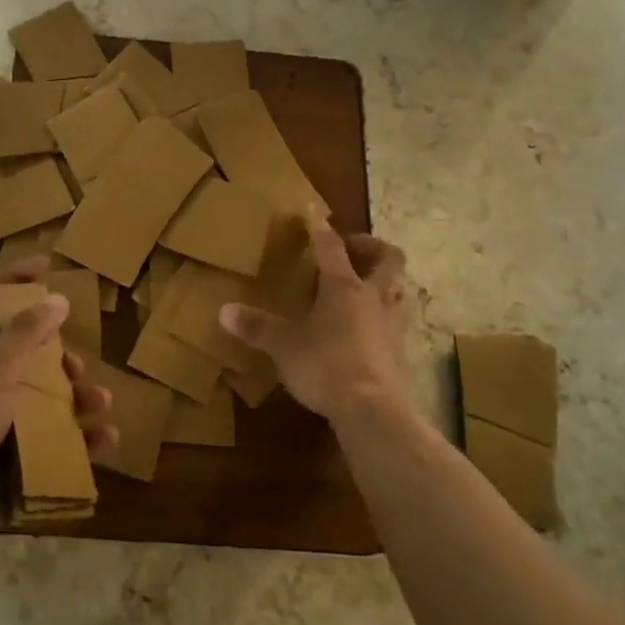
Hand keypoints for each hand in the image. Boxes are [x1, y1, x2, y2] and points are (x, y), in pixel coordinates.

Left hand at [0, 258, 117, 549]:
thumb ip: (25, 335)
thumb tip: (56, 298)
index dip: (12, 279)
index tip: (46, 266)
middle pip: (22, 355)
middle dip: (57, 357)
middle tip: (78, 366)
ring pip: (41, 399)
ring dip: (74, 399)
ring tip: (100, 404)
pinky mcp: (4, 458)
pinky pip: (47, 440)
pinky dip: (76, 439)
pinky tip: (104, 441)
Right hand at [219, 217, 411, 423]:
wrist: (373, 412)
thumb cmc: (326, 366)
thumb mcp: (284, 346)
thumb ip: (257, 327)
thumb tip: (223, 311)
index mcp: (344, 287)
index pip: (331, 247)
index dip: (320, 228)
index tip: (313, 212)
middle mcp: (373, 298)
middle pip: (388, 258)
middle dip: (372, 247)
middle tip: (352, 249)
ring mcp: (393, 324)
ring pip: (401, 288)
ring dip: (386, 280)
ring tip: (367, 284)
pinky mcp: (401, 351)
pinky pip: (399, 319)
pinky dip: (386, 314)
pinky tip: (371, 326)